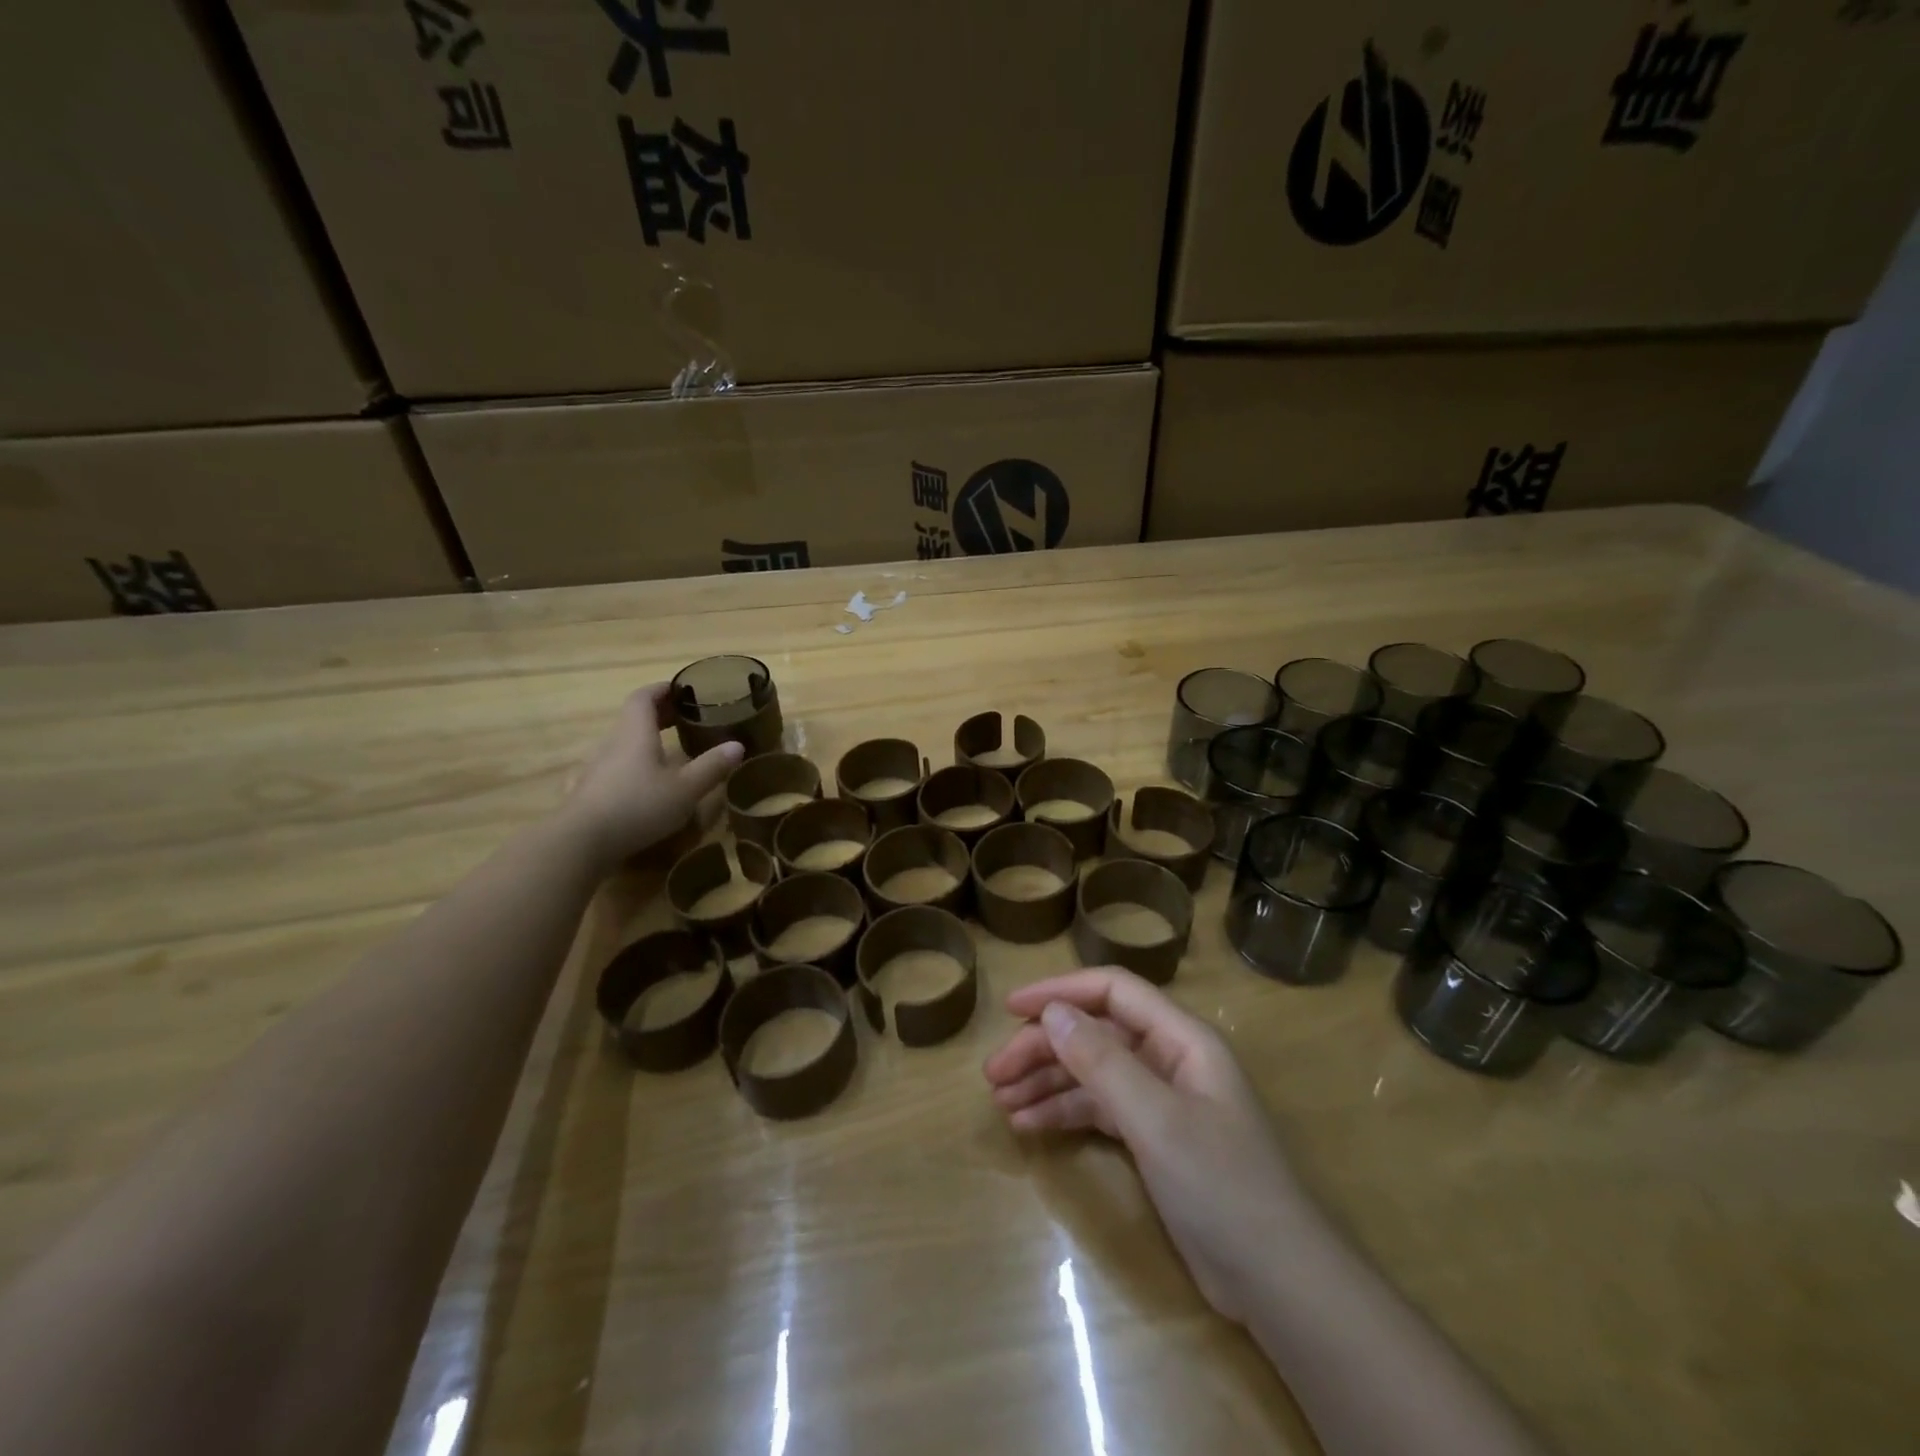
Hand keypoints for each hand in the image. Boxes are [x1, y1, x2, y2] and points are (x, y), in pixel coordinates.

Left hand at [558, 684, 742, 869]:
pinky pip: (608, 770)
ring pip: (621, 745)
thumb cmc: (638, 806)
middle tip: (682, 720)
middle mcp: (612, 744)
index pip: (644, 697)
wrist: (581, 842)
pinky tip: (633, 785)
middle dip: (658, 715)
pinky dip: (626, 769)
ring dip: (642, 744)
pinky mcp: (585, 793)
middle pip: (632, 719)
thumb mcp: (685, 789)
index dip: (662, 690)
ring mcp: (594, 769)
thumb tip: (737, 745)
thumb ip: (711, 766)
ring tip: (665, 755)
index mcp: (635, 734)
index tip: (681, 690)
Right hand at [983, 969, 1306, 1323]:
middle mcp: (1169, 1059)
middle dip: (1044, 1048)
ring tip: (1000, 1101)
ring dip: (1047, 1082)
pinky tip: (1029, 1125)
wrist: (1277, 1283)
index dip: (1061, 991)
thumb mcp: (1156, 1120)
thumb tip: (1052, 1012)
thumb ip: (1102, 1062)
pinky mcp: (1154, 1139)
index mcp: (1181, 1038)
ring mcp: (1161, 1100)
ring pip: (1093, 1073)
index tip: (1011, 1008)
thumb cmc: (1221, 1185)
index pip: (1113, 991)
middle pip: (1096, 1034)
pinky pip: (1099, 1109)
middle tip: (994, 1074)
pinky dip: (1065, 1113)